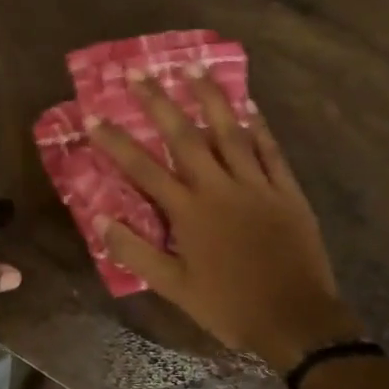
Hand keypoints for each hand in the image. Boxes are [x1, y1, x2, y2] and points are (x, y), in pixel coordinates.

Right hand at [88, 70, 359, 369]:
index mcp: (189, 211)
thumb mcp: (173, 287)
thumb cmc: (228, 306)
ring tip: (193, 68)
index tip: (92, 115)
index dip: (115, 141)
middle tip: (138, 72)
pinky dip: (260, 127)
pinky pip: (271, 151)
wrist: (296, 321)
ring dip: (210, 98)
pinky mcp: (287, 192)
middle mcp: (219, 188)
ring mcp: (257, 186)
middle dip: (158, 102)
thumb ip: (136, 251)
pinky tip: (250, 106)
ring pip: (230, 132)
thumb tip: (100, 220)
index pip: (143, 168)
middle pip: (184, 136)